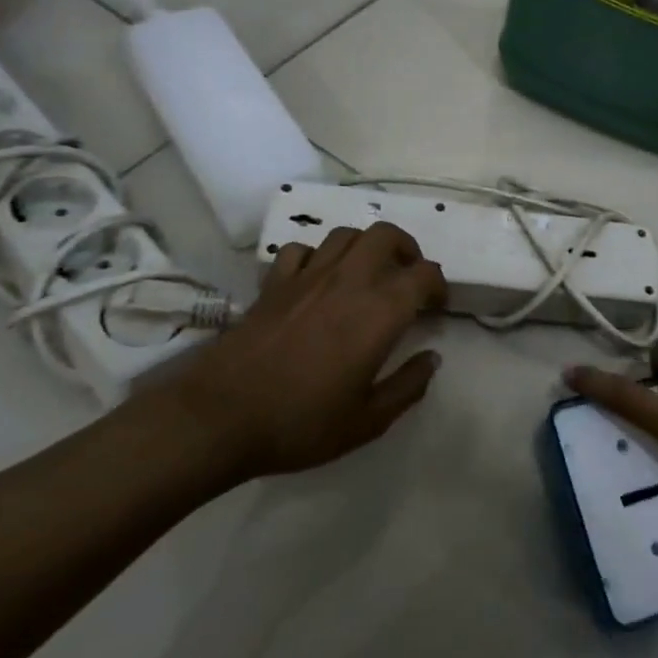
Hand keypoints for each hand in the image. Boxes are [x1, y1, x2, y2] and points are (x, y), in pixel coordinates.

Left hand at [159, 222, 447, 488]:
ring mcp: (307, 276)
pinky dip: (316, 256)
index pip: (424, 274)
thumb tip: (432, 359)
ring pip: (345, 234)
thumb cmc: (300, 423)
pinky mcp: (273, 283)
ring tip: (366, 273)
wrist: (219, 418)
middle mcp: (348, 280)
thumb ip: (407, 387)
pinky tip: (316, 279)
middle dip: (405, 248)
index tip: (436, 307)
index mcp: (379, 311)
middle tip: (407, 276)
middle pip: (385, 235)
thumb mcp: (367, 421)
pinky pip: (301, 250)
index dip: (438, 285)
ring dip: (364, 247)